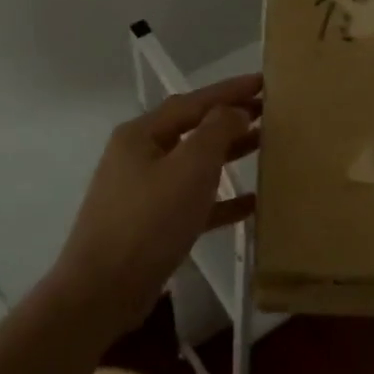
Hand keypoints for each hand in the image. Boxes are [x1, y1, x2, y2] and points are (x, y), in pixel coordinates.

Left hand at [54, 73, 262, 333]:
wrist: (103, 291)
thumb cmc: (148, 221)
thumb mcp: (189, 168)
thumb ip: (216, 132)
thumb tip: (234, 111)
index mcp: (142, 135)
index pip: (194, 102)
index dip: (230, 90)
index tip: (265, 82)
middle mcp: (139, 156)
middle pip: (193, 130)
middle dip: (231, 120)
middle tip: (271, 112)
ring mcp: (143, 191)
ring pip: (194, 165)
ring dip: (229, 155)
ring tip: (266, 146)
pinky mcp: (151, 225)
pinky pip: (193, 201)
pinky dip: (221, 199)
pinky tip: (252, 202)